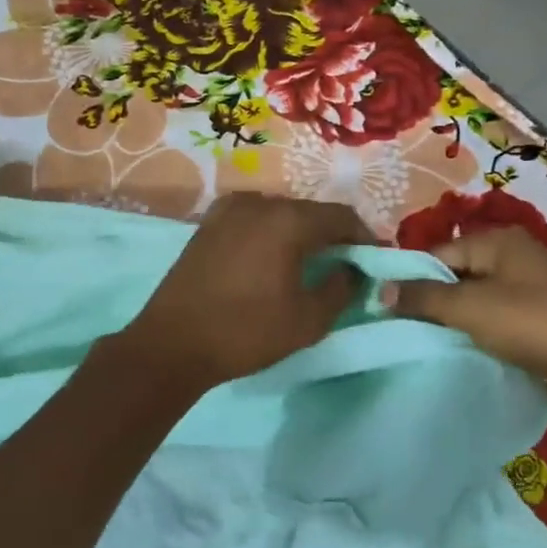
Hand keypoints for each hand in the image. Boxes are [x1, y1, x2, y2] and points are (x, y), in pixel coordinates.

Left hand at [116, 193, 371, 391]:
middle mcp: (259, 202)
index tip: (375, 259)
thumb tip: (351, 270)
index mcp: (287, 220)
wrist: (172, 344)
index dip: (365, 236)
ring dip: (302, 233)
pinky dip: (272, 233)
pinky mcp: (208, 224)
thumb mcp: (308, 320)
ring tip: (311, 262)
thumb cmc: (246, 332)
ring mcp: (228, 210)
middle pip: (310, 211)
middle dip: (333, 234)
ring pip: (281, 213)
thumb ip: (341, 288)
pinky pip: (254, 220)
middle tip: (346, 262)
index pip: (342, 216)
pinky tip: (273, 259)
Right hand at [394, 228, 546, 400]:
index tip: (386, 310)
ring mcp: (530, 284)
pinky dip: (481, 330)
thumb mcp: (471, 308)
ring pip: (476, 297)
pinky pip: (497, 315)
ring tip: (432, 343)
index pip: (438, 253)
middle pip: (457, 273)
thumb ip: (424, 297)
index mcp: (497, 239)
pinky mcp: (541, 313)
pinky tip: (469, 350)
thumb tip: (379, 289)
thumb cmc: (533, 324)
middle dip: (432, 301)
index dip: (411, 280)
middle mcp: (513, 254)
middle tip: (405, 330)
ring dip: (456, 318)